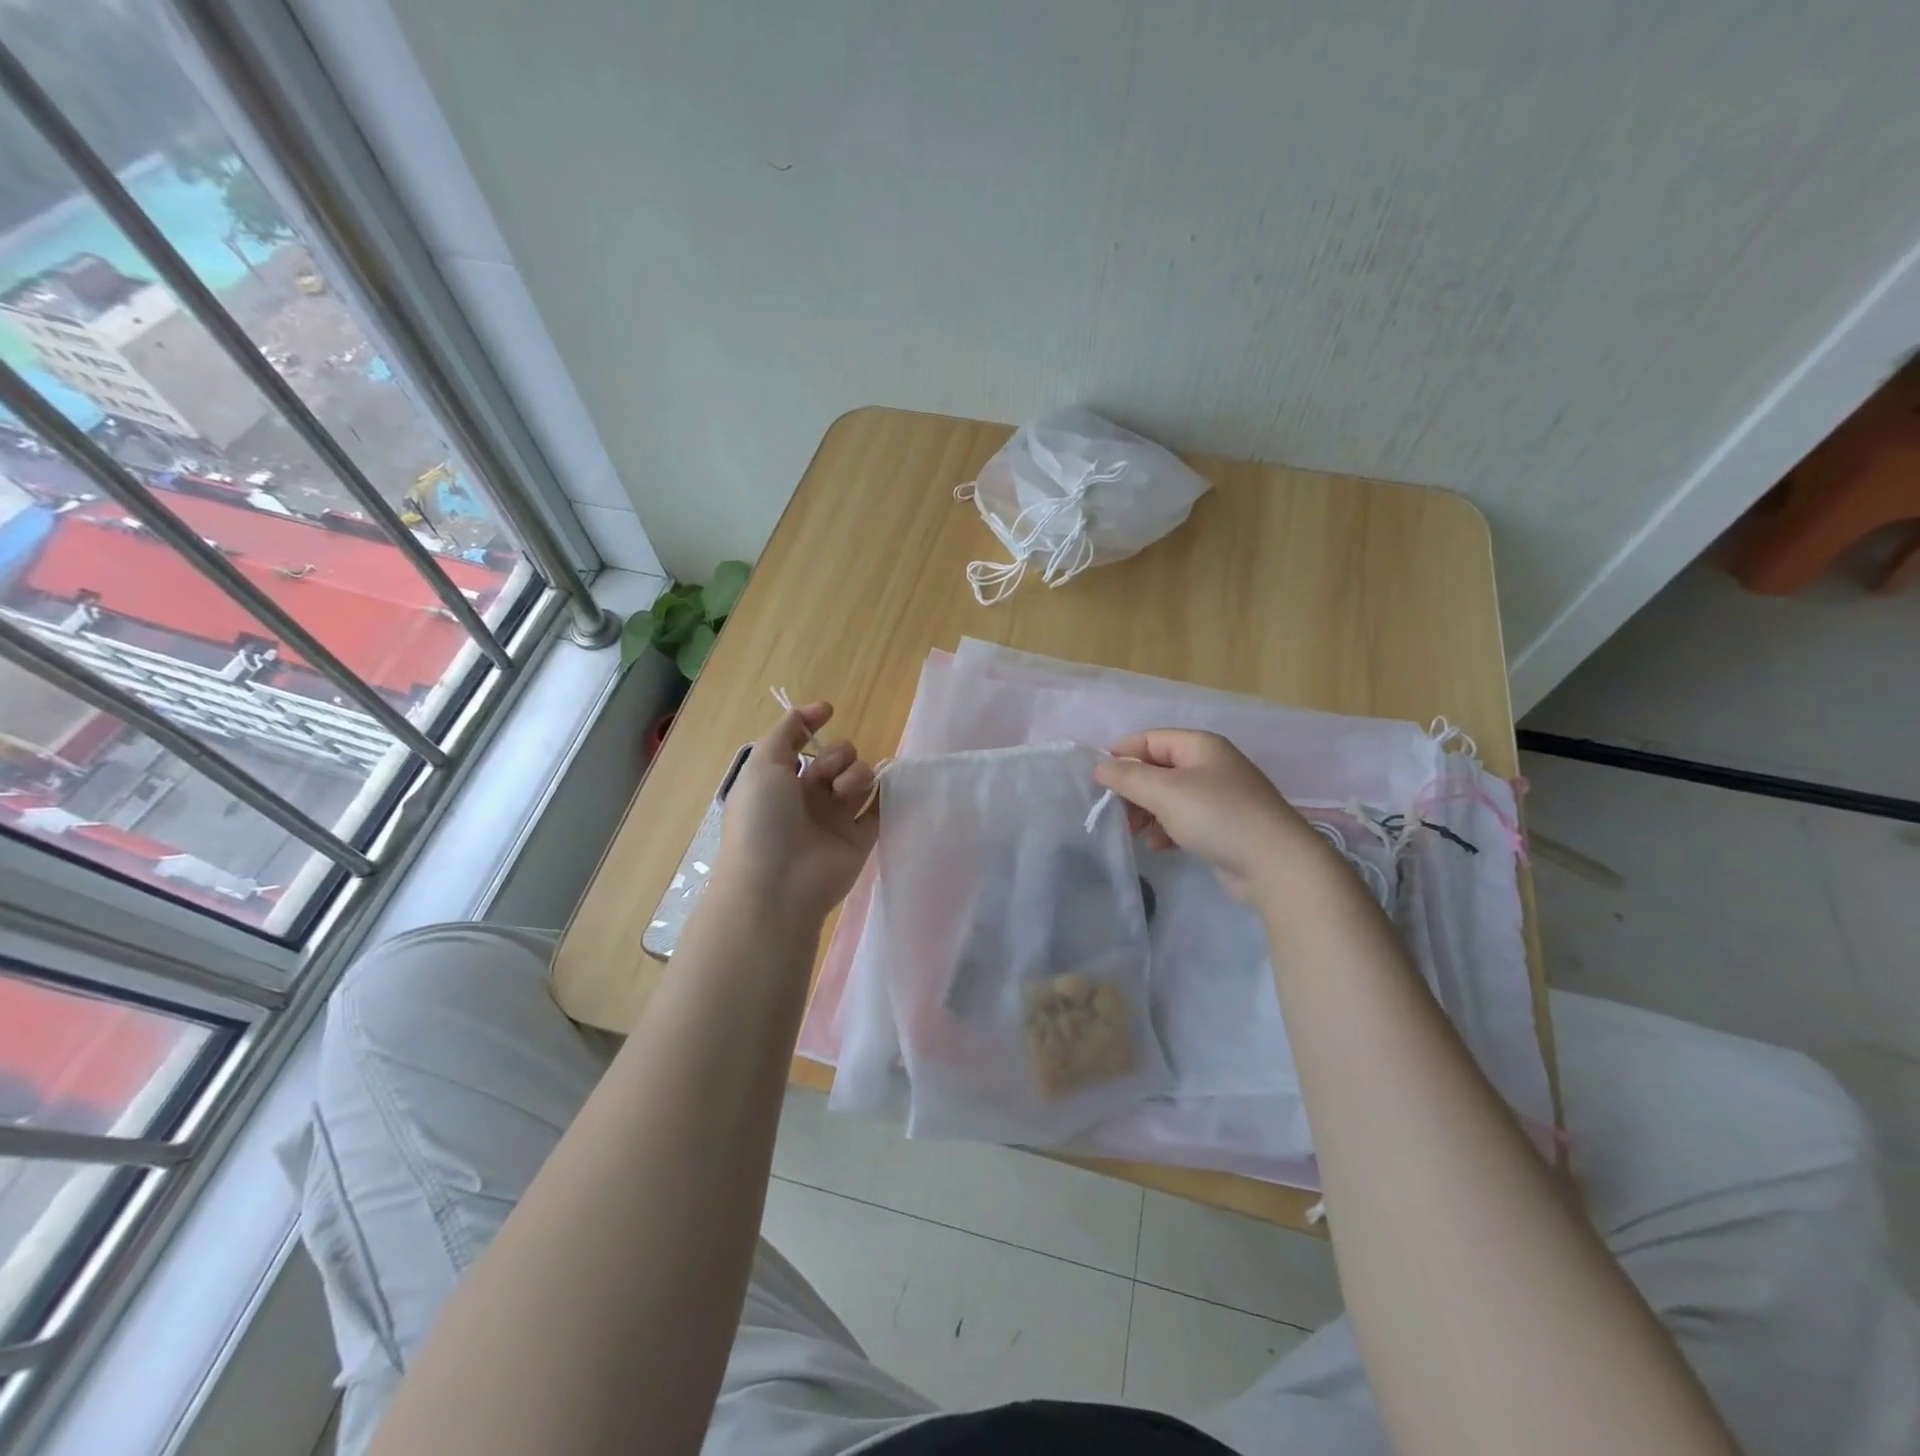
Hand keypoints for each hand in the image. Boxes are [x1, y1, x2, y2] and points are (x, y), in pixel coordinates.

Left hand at [715, 701, 878, 923]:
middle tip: (826, 777)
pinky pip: (881, 807)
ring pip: (861, 777)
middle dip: (837, 756)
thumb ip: (785, 732)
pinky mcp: (861, 838)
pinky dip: (885, 795)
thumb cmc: (762, 820)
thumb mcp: (762, 765)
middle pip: (837, 757)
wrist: (778, 883)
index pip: (800, 744)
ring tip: (843, 794)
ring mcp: (836, 818)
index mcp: (779, 781)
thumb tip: (814, 711)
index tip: (829, 710)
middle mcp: (808, 797)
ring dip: (856, 774)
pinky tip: (883, 790)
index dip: (812, 724)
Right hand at [1094, 729, 1325, 902]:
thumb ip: (1128, 777)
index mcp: (1200, 746)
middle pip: (1158, 768)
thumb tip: (1099, 766)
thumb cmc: (1218, 817)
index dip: (1121, 755)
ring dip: (1146, 811)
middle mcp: (1211, 765)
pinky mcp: (1225, 826)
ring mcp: (1221, 796)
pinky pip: (1185, 819)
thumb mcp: (1166, 792)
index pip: (1149, 739)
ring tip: (1133, 833)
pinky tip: (1159, 846)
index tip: (1097, 781)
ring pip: (1169, 796)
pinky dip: (1167, 828)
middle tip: (1114, 812)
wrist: (1277, 866)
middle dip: (1133, 788)